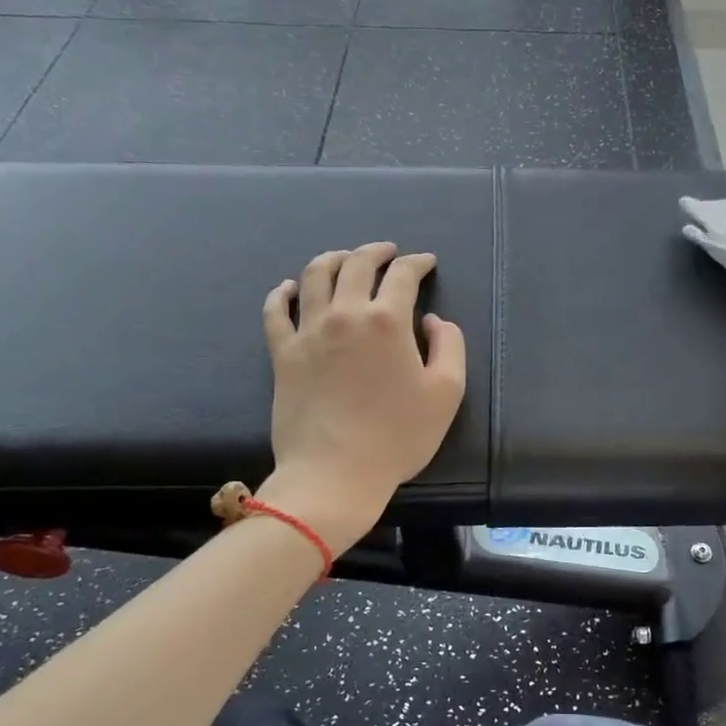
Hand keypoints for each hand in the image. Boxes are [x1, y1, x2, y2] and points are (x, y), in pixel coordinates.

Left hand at [260, 242, 466, 549]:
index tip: (426, 262)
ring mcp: (308, 332)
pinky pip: (275, 311)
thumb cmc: (397, 436)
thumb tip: (432, 320)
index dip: (418, 262)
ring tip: (344, 258)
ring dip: (333, 259)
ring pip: (314, 276)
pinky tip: (289, 287)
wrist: (334, 474)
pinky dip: (282, 292)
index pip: (403, 275)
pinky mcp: (283, 354)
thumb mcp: (446, 392)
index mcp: (387, 320)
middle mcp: (345, 314)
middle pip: (357, 264)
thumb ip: (450, 346)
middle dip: (376, 251)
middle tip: (388, 252)